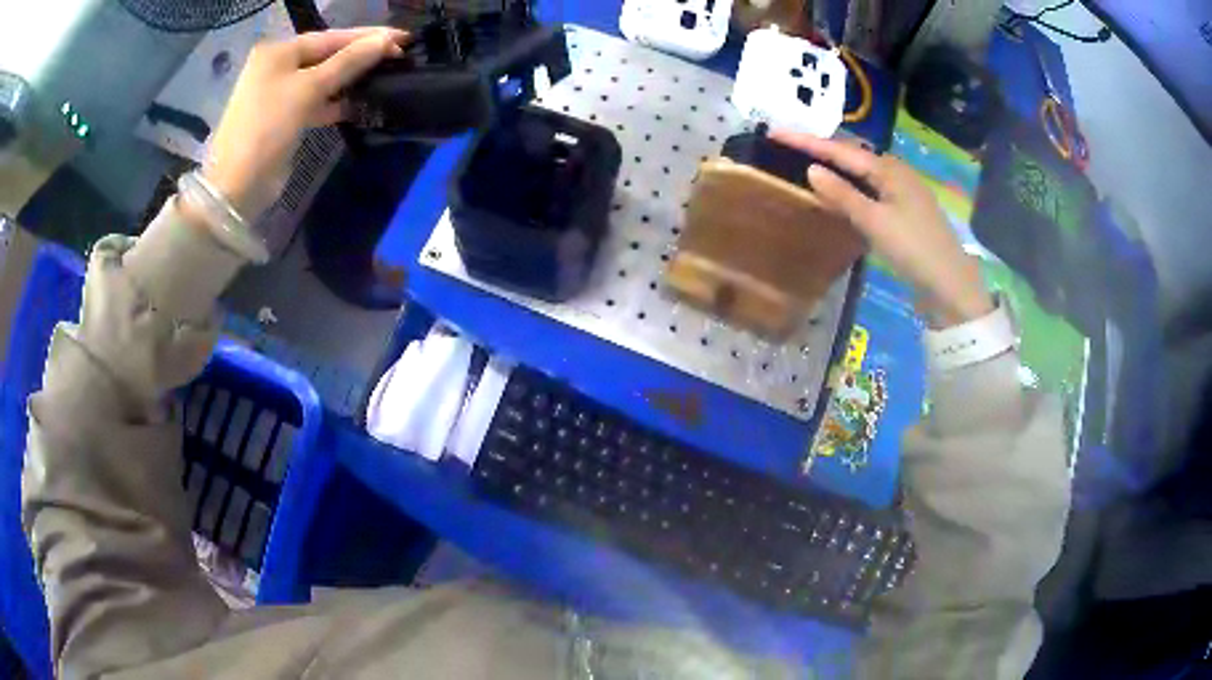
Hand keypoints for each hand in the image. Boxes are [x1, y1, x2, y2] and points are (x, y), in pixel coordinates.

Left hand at [201, 28, 406, 220]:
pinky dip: (336, 102)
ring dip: (351, 79)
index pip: (330, 37)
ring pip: (323, 79)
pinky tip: (360, 103)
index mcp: (278, 51)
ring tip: (386, 77)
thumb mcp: (309, 89)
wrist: (236, 186)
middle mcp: (278, 67)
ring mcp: (279, 93)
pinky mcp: (285, 117)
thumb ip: (348, 62)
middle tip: (399, 57)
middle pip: (327, 56)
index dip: (367, 36)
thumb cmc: (267, 128)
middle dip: (360, 57)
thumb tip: (385, 41)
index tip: (403, 38)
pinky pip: (316, 101)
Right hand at [770, 130, 993, 327]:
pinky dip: (852, 186)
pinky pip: (871, 189)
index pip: (840, 150)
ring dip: (837, 167)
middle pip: (853, 156)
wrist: (950, 285)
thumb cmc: (913, 249)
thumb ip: (843, 195)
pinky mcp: (906, 211)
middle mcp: (896, 173)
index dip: (807, 142)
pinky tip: (842, 193)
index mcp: (889, 169)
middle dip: (822, 149)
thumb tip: (810, 169)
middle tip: (789, 145)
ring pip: (863, 172)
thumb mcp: (875, 222)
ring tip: (808, 161)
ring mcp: (904, 192)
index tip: (775, 133)